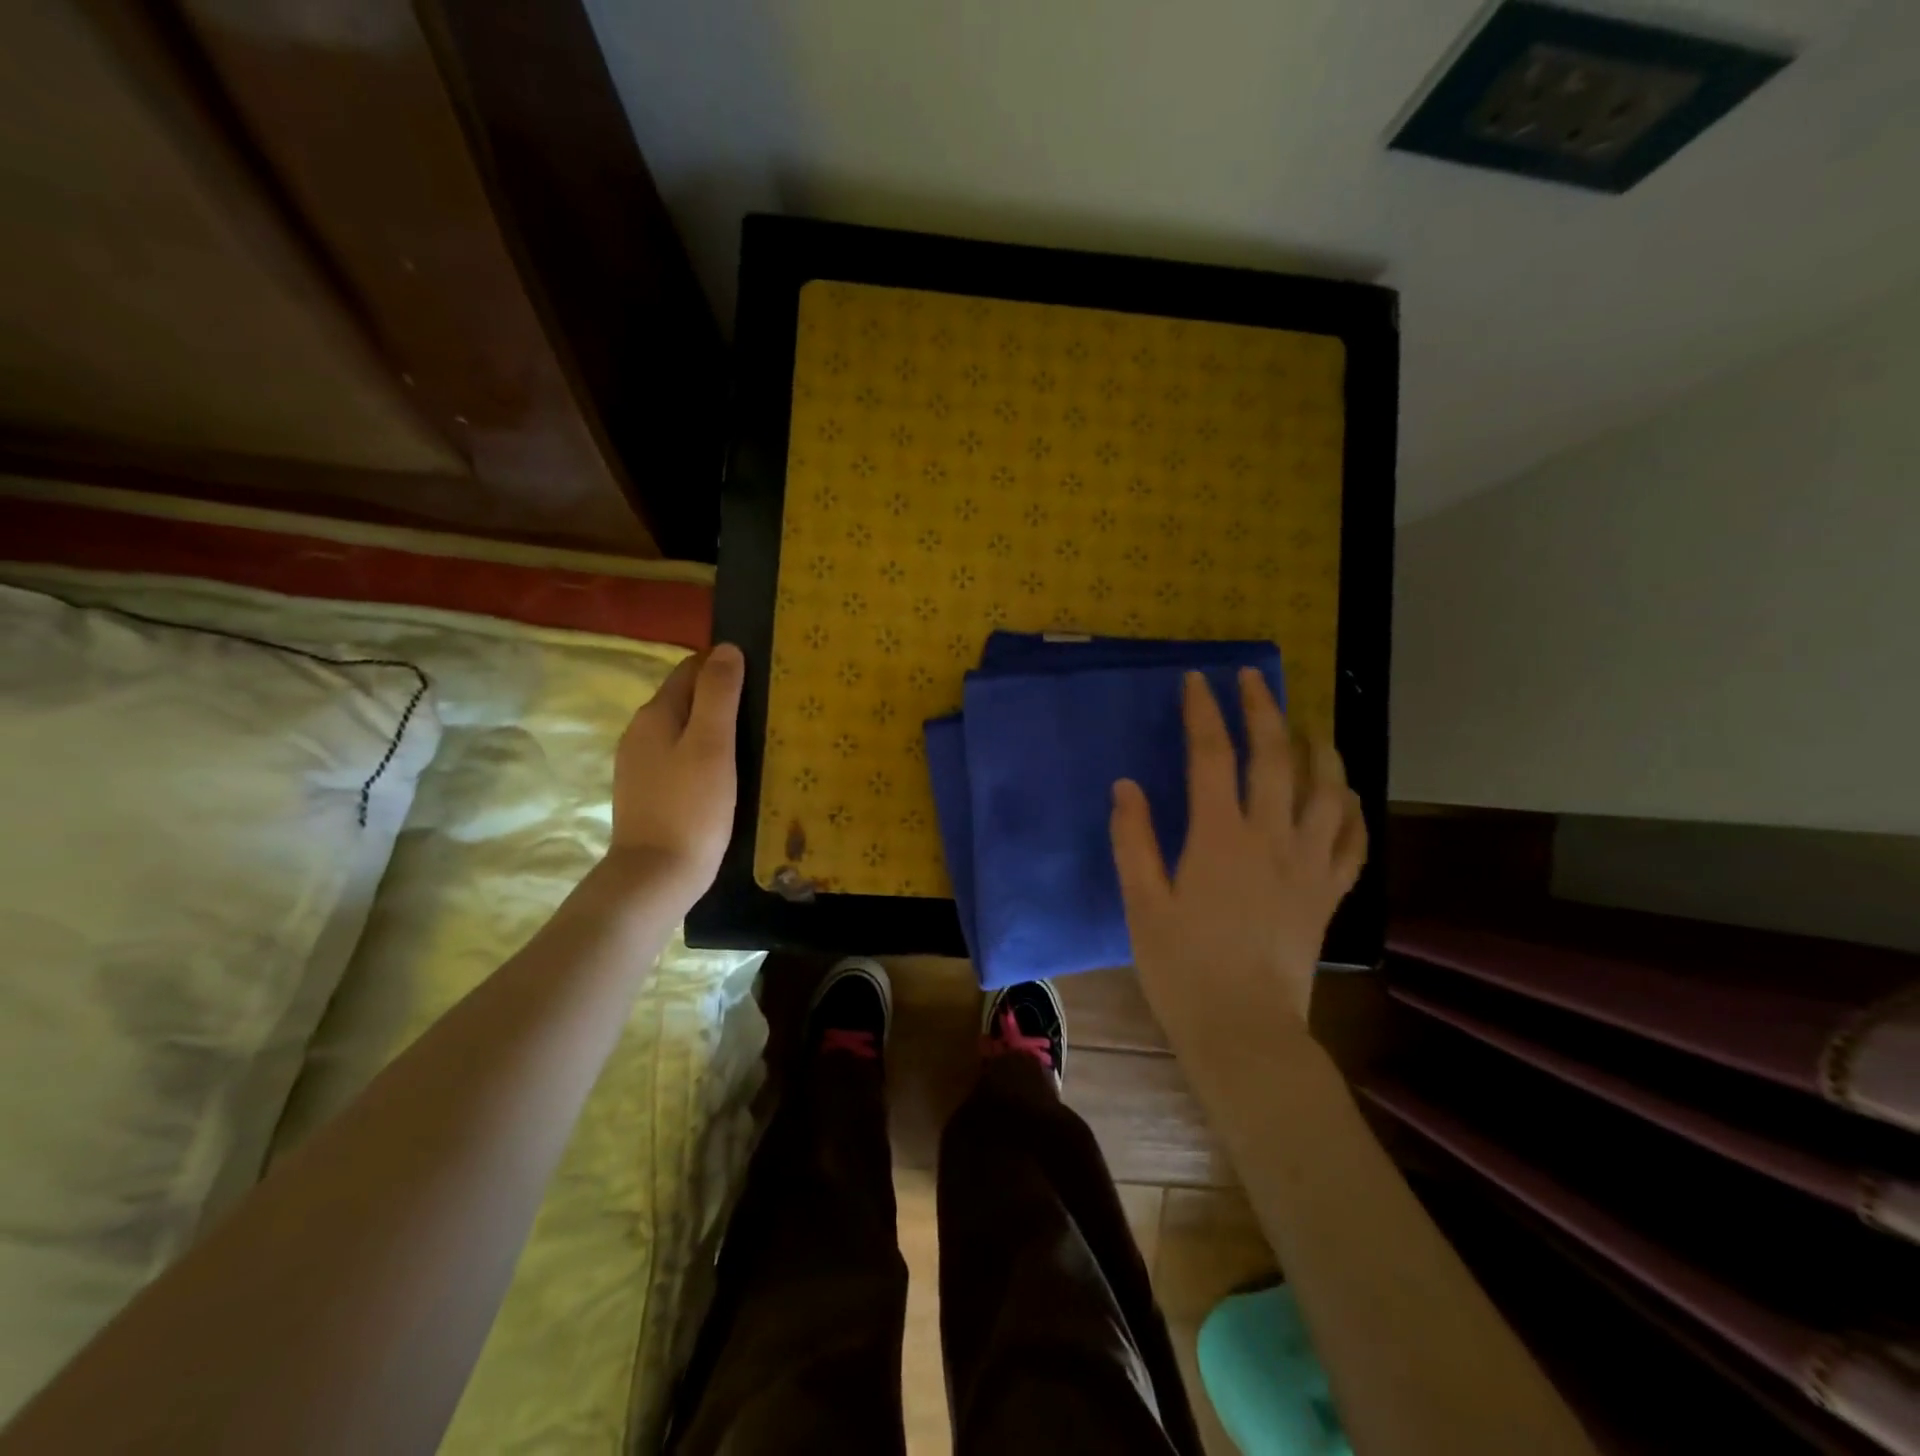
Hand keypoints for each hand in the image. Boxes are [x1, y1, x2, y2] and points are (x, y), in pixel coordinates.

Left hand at [609, 643, 743, 900]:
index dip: (723, 666)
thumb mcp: (712, 745)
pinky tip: (724, 772)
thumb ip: (718, 694)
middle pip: (684, 697)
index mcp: (656, 714)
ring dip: (712, 726)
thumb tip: (726, 649)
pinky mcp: (646, 791)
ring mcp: (639, 764)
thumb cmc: (691, 808)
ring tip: (750, 739)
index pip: (690, 669)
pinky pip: (678, 756)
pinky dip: (701, 753)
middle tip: (763, 708)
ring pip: (681, 729)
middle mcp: (640, 732)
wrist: (656, 876)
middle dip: (719, 695)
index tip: (760, 677)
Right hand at [1109, 668, 1365, 1038]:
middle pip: (1276, 759)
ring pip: (1328, 791)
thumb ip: (1134, 840)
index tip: (1198, 680)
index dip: (1204, 712)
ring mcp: (1309, 865)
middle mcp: (1272, 839)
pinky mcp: (1329, 894)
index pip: (1213, 756)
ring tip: (1309, 726)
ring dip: (1320, 749)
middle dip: (1264, 710)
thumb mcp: (1143, 904)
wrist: (1244, 1031)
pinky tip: (1345, 796)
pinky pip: (1353, 841)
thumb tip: (1127, 786)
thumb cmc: (1183, 968)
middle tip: (1254, 678)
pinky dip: (1352, 810)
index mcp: (1220, 839)